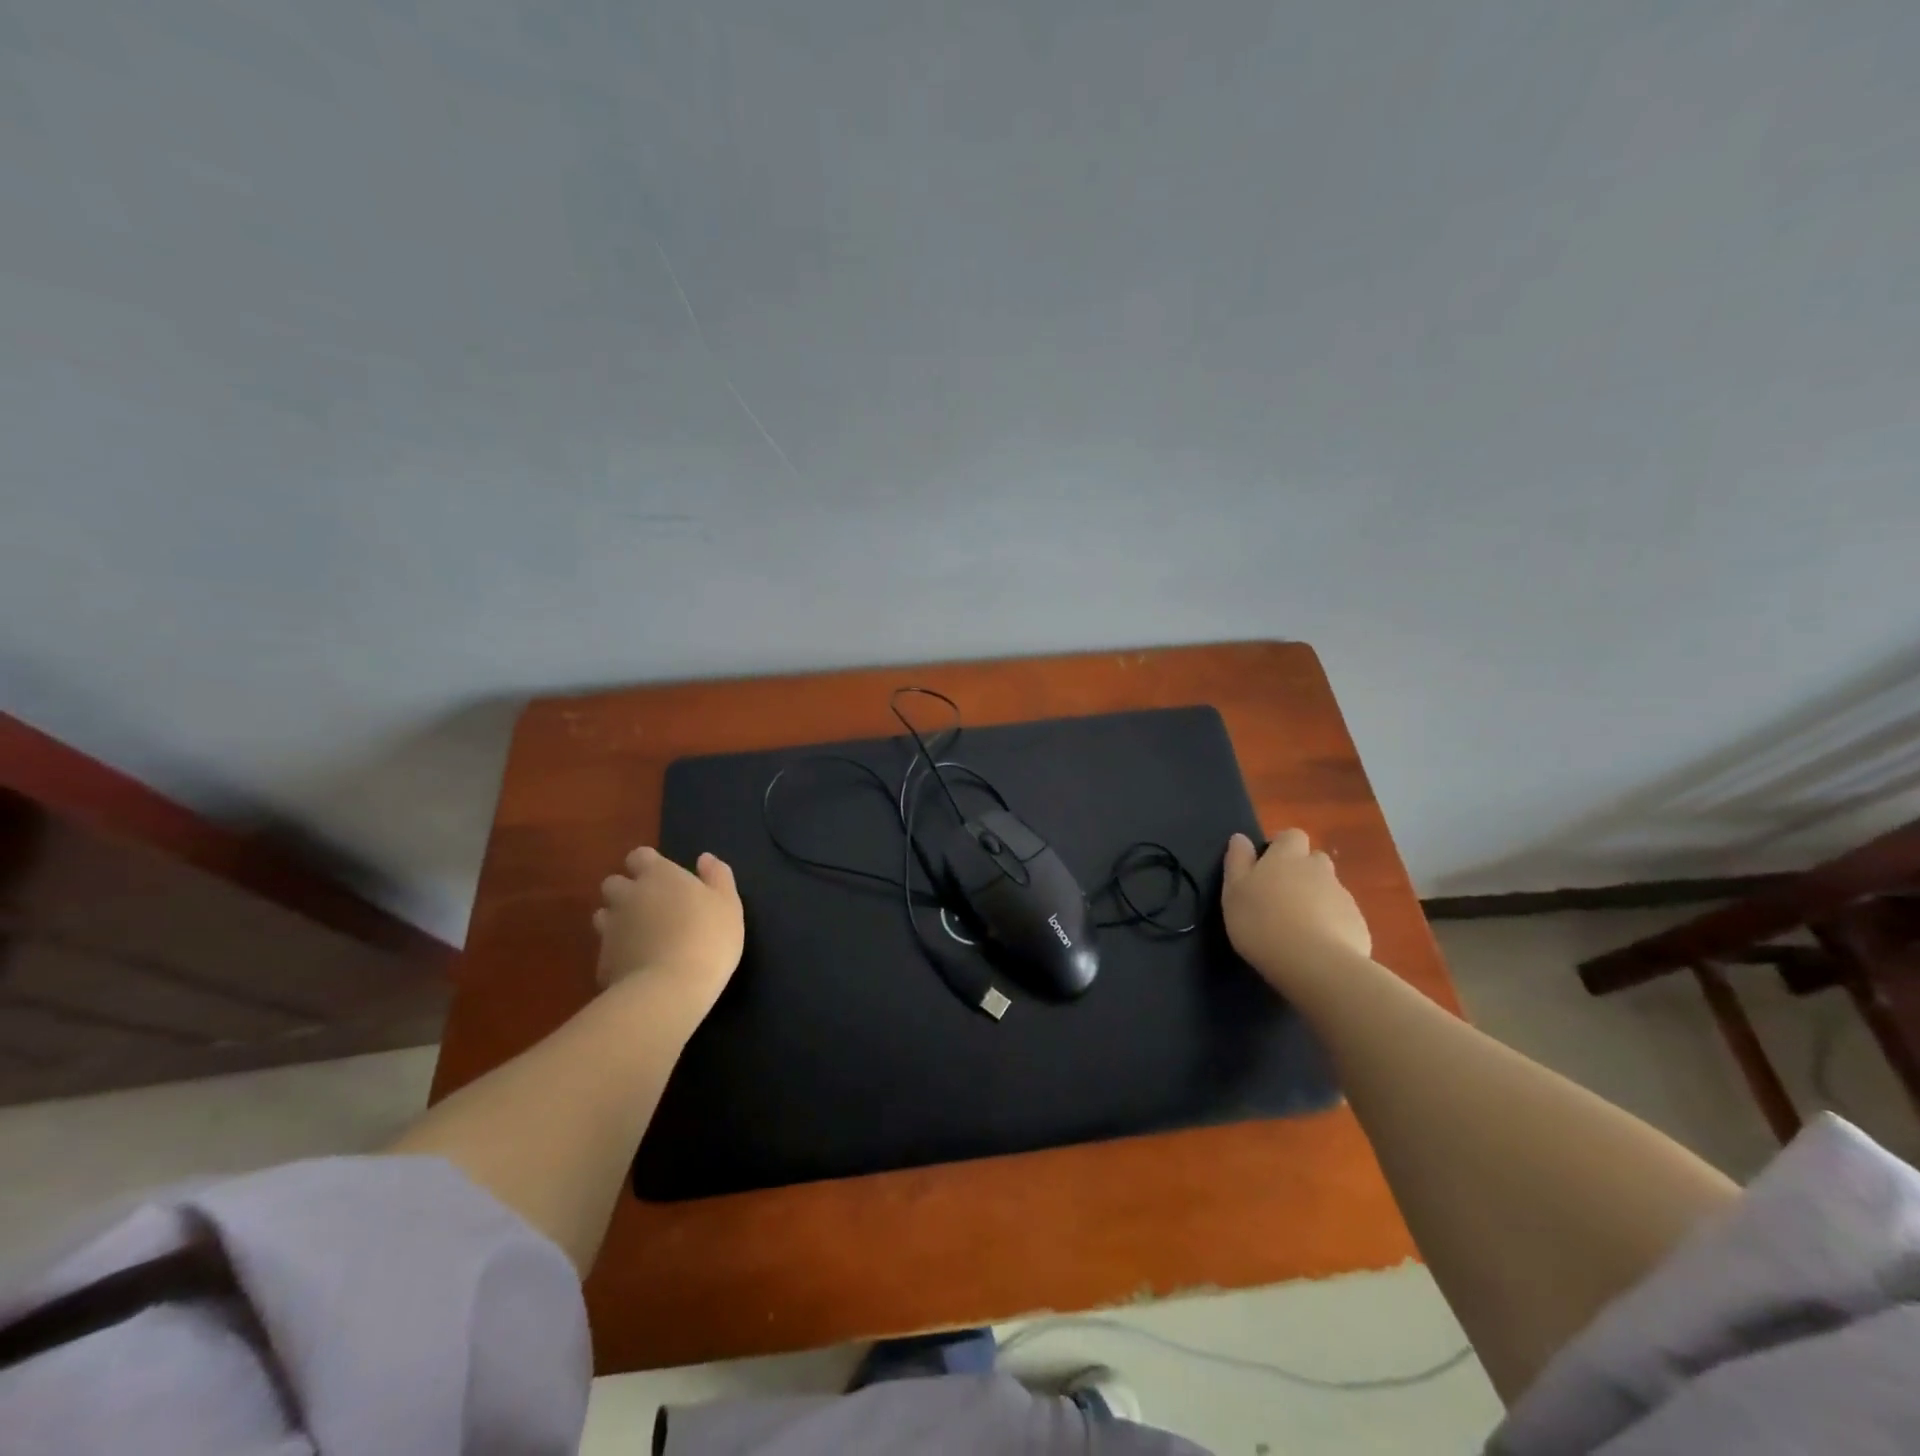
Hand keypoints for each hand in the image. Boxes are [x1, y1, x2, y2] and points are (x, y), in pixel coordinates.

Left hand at [593, 846, 744, 1019]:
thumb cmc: (708, 937)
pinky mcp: (601, 961)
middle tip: (650, 907)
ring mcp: (610, 929)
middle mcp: (628, 896)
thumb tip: (705, 858)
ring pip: (603, 915)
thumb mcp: (728, 904)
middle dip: (626, 890)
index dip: (648, 864)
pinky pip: (606, 949)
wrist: (670, 989)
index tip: (664, 878)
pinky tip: (636, 965)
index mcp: (658, 876)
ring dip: (617, 919)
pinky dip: (617, 952)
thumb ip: (717, 876)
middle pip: (614, 883)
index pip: (639, 856)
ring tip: (640, 936)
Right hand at [1221, 829, 1371, 993]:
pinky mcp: (1358, 924)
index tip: (1268, 864)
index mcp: (1286, 857)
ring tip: (1299, 926)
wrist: (1315, 964)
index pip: (1291, 835)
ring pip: (1329, 889)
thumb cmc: (1262, 923)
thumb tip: (1240, 838)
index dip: (1282, 846)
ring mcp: (1342, 896)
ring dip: (1317, 899)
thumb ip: (1237, 861)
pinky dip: (1332, 924)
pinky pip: (1342, 916)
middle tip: (1282, 896)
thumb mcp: (1234, 891)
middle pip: (1314, 860)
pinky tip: (1317, 946)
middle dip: (1302, 871)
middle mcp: (1318, 869)